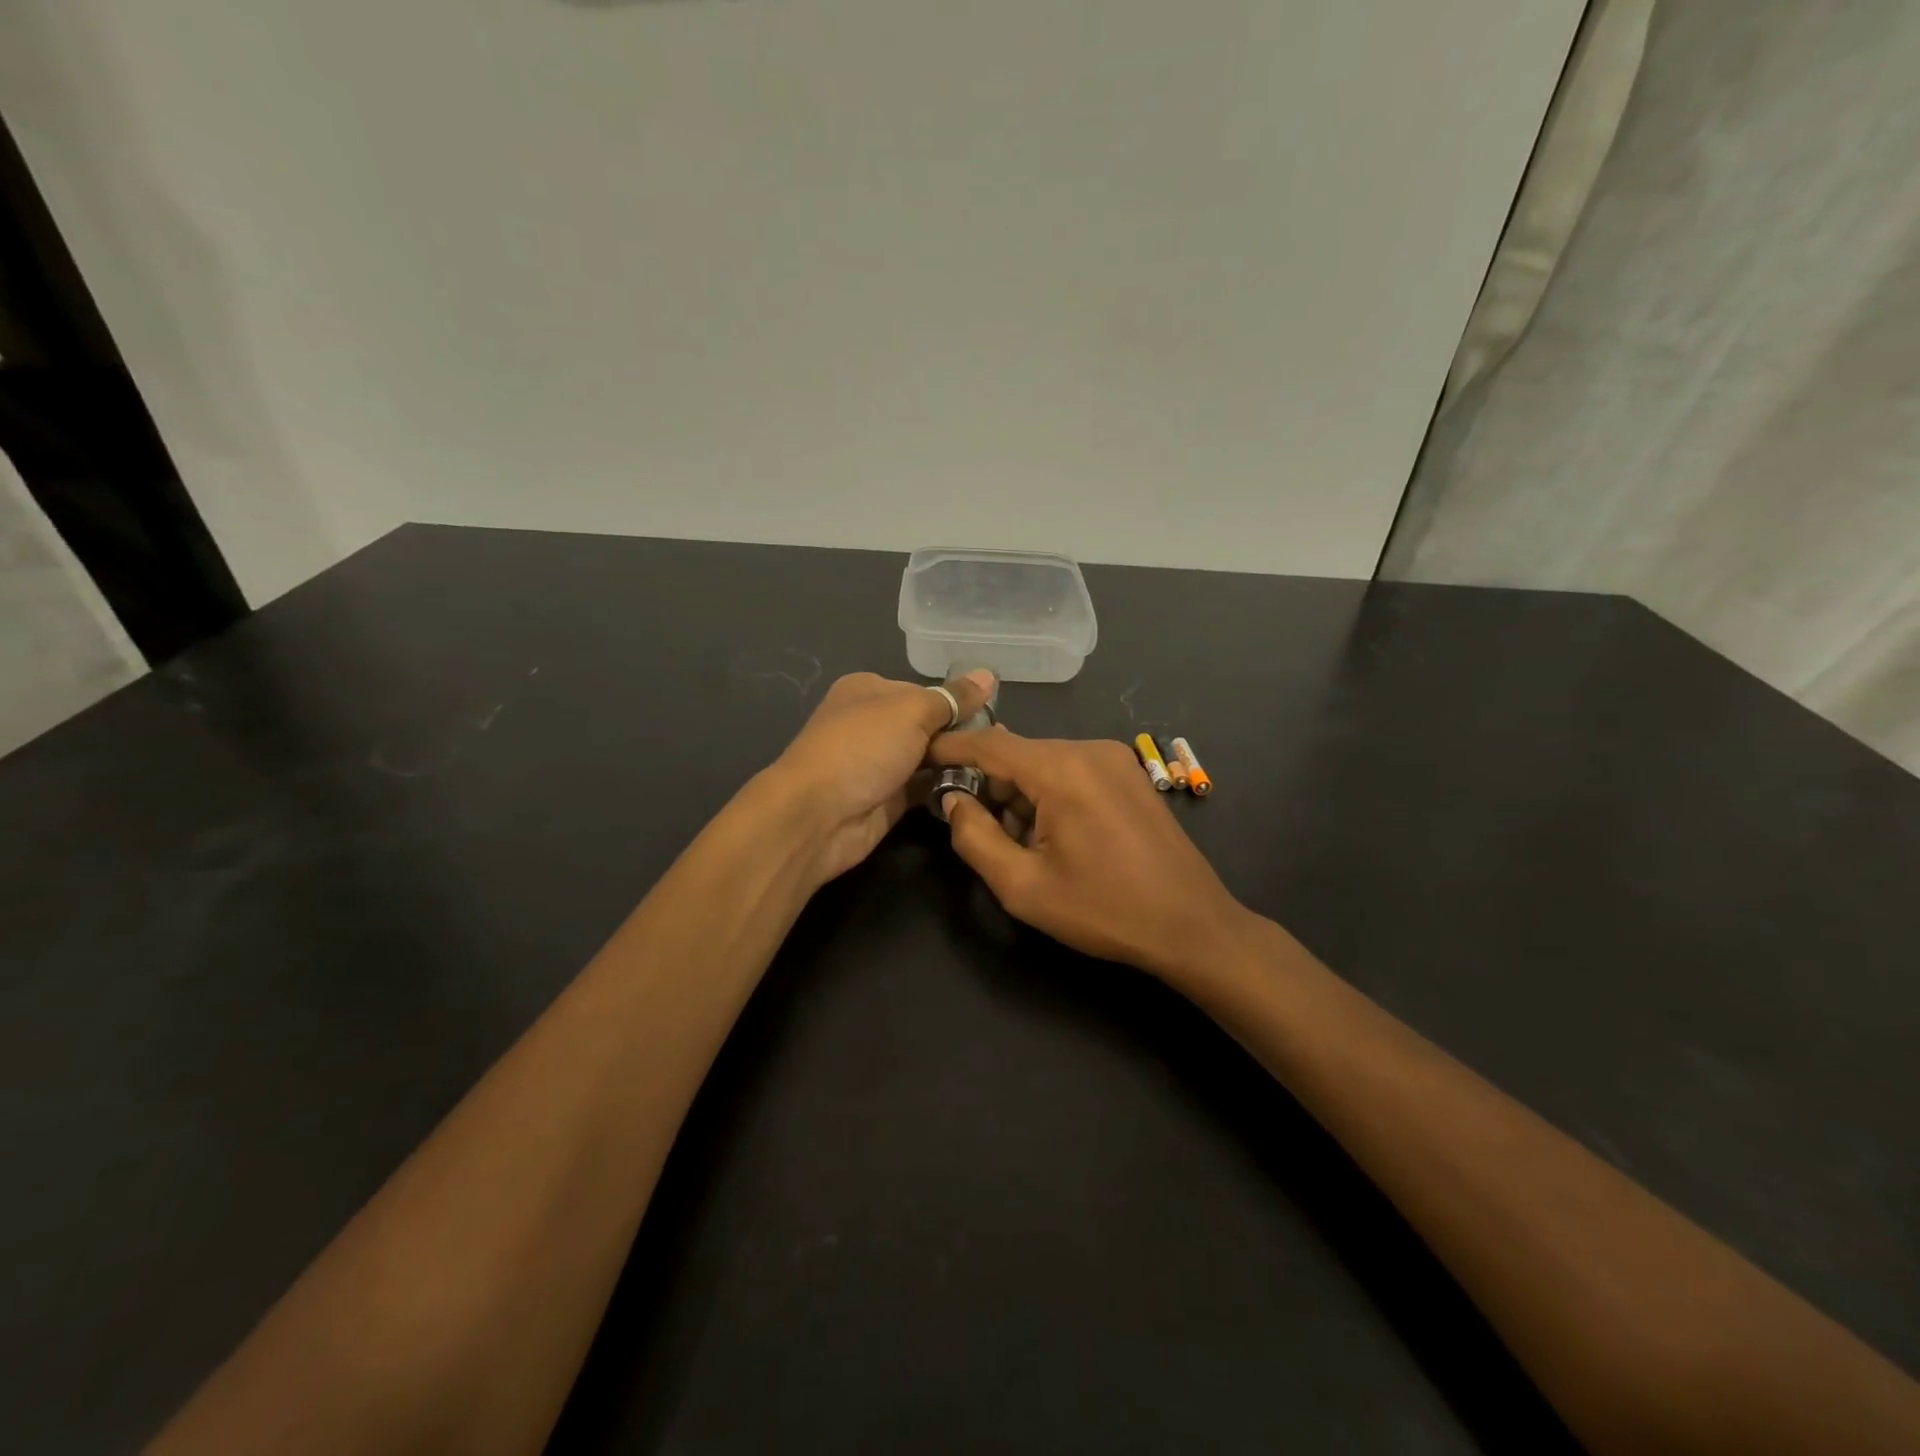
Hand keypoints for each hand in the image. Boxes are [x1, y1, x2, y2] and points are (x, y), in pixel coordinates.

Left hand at [771, 669, 996, 883]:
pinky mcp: (886, 799)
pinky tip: (979, 790)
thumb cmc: (863, 748)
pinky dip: (947, 788)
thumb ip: (953, 698)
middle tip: (1001, 747)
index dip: (957, 703)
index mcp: (869, 690)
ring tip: (997, 769)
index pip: (924, 691)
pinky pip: (925, 789)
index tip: (994, 717)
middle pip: (928, 725)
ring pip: (928, 759)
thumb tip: (989, 674)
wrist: (818, 815)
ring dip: (957, 764)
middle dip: (961, 735)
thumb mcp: (912, 711)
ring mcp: (878, 764)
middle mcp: (872, 724)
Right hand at [927, 728, 1259, 980]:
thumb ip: (975, 837)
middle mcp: (1089, 749)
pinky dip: (1048, 794)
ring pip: (1043, 764)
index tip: (918, 757)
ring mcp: (1115, 758)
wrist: (1192, 925)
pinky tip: (1053, 836)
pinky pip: (1071, 771)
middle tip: (973, 827)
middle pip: (1017, 754)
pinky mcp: (1129, 774)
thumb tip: (953, 801)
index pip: (988, 743)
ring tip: (1021, 845)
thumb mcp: (1023, 886)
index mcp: (1062, 769)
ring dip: (1020, 795)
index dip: (949, 748)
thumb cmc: (1103, 910)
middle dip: (988, 785)